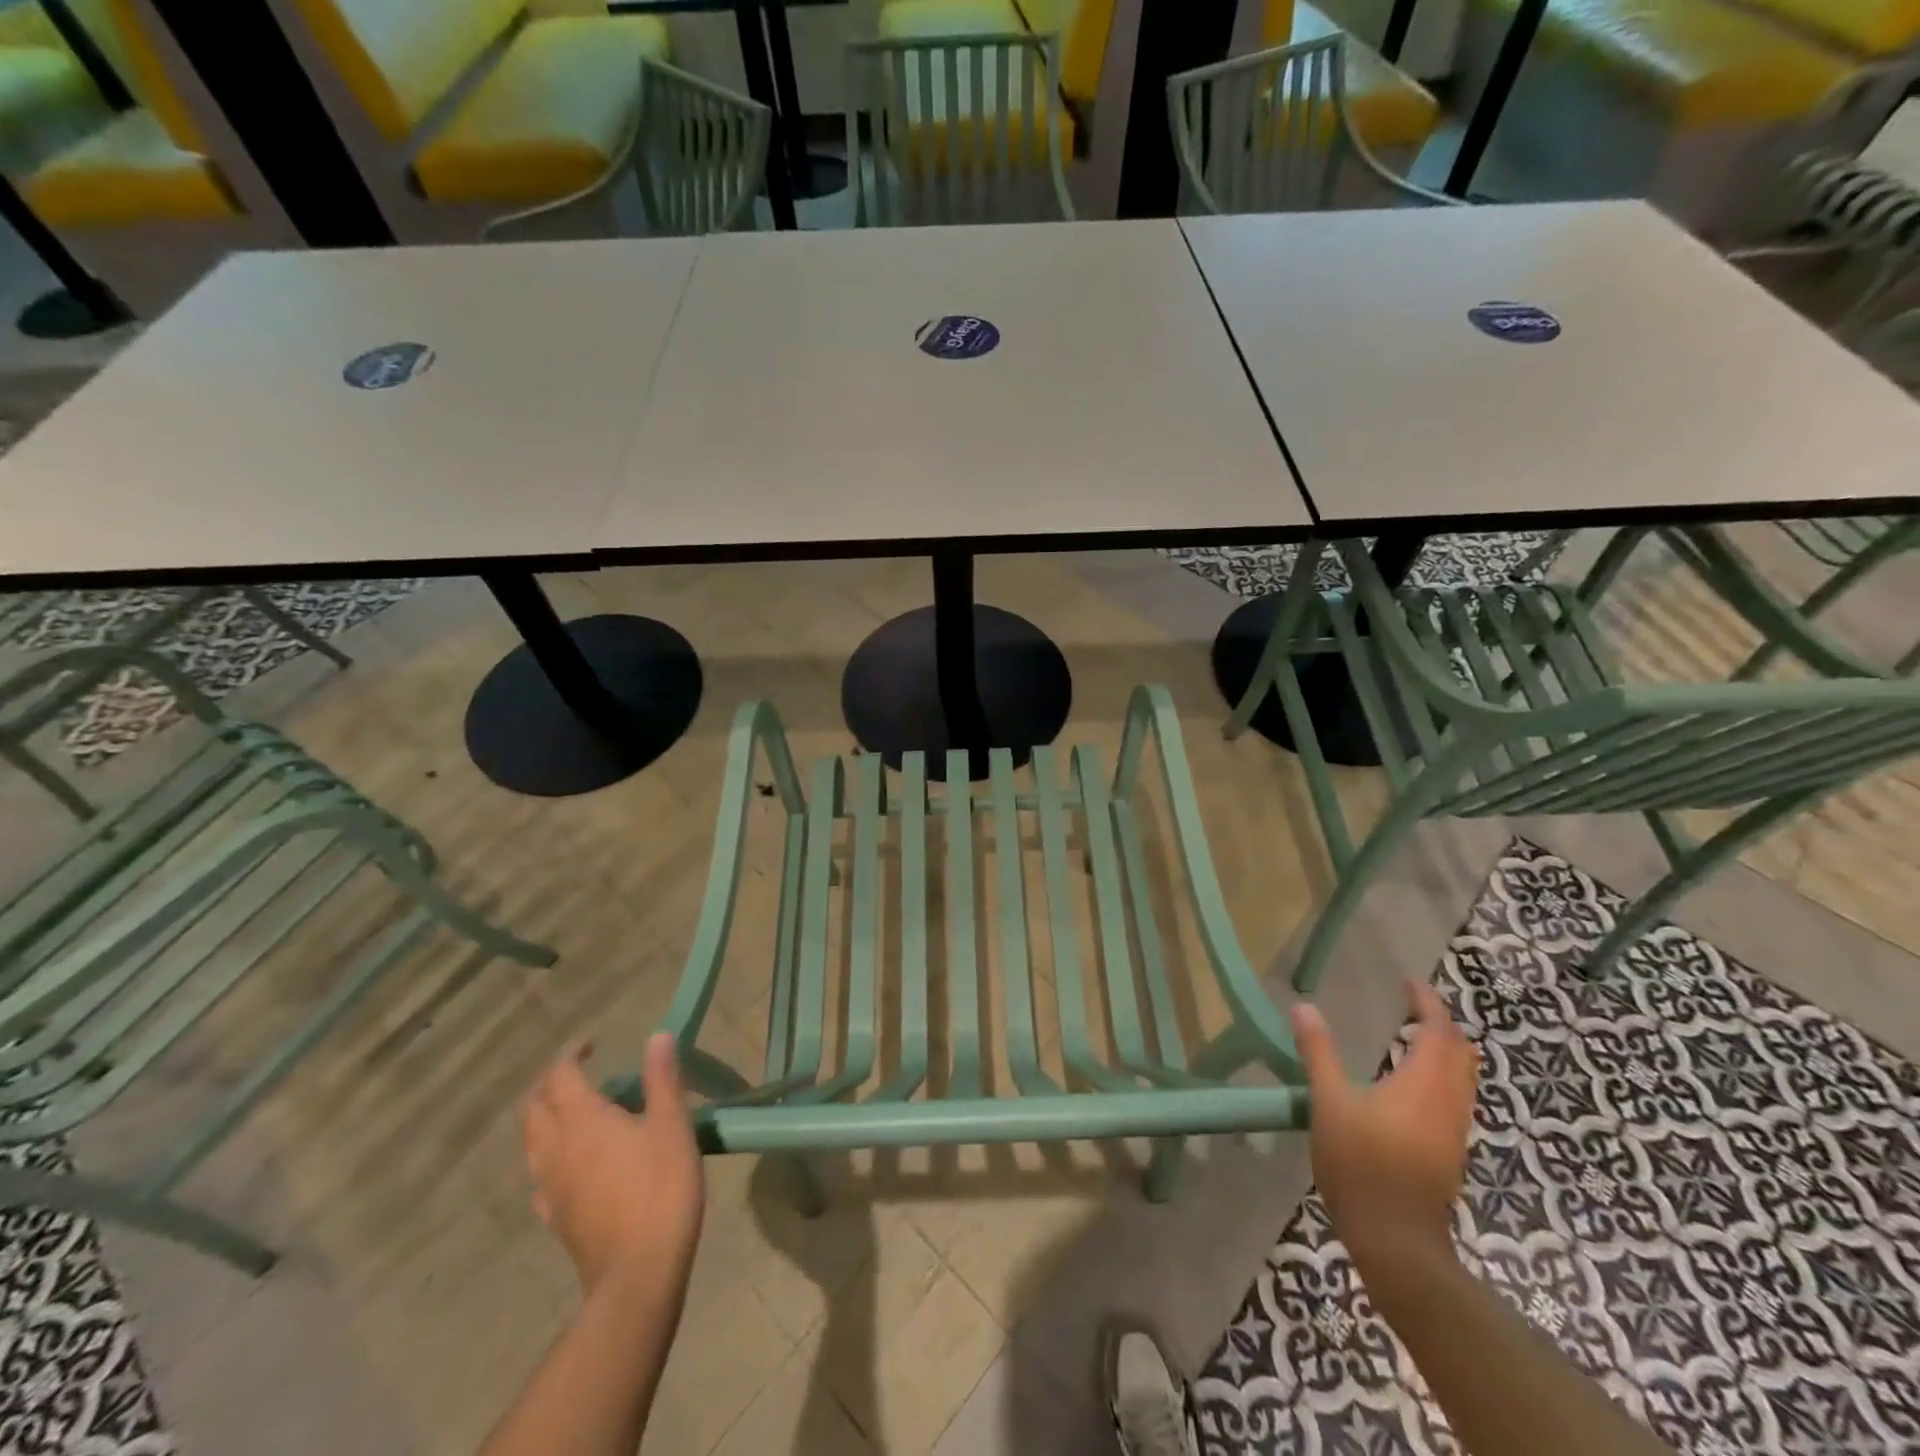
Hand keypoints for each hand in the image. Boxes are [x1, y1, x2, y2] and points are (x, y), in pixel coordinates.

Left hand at [524, 1034, 705, 1296]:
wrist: (638, 1273)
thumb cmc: (661, 1189)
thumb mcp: (672, 1126)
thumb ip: (662, 1079)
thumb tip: (656, 1037)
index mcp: (583, 1120)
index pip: (560, 1075)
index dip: (572, 1053)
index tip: (594, 1043)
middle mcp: (556, 1148)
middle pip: (535, 1107)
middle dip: (552, 1082)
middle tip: (582, 1072)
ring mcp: (550, 1187)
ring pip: (532, 1141)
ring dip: (547, 1116)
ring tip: (578, 1111)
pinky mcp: (555, 1217)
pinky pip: (540, 1175)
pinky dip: (550, 1154)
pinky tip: (572, 1162)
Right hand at [1291, 980, 1476, 1267]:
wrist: (1397, 1240)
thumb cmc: (1360, 1164)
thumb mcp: (1329, 1103)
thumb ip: (1319, 1053)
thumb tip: (1303, 1008)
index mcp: (1424, 1083)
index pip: (1439, 1031)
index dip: (1428, 1003)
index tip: (1408, 983)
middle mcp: (1449, 1101)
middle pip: (1461, 1053)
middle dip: (1442, 1025)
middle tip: (1413, 1007)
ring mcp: (1454, 1129)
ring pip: (1464, 1078)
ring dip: (1446, 1051)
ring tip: (1414, 1038)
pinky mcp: (1450, 1151)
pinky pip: (1457, 1098)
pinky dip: (1443, 1076)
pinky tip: (1413, 1084)